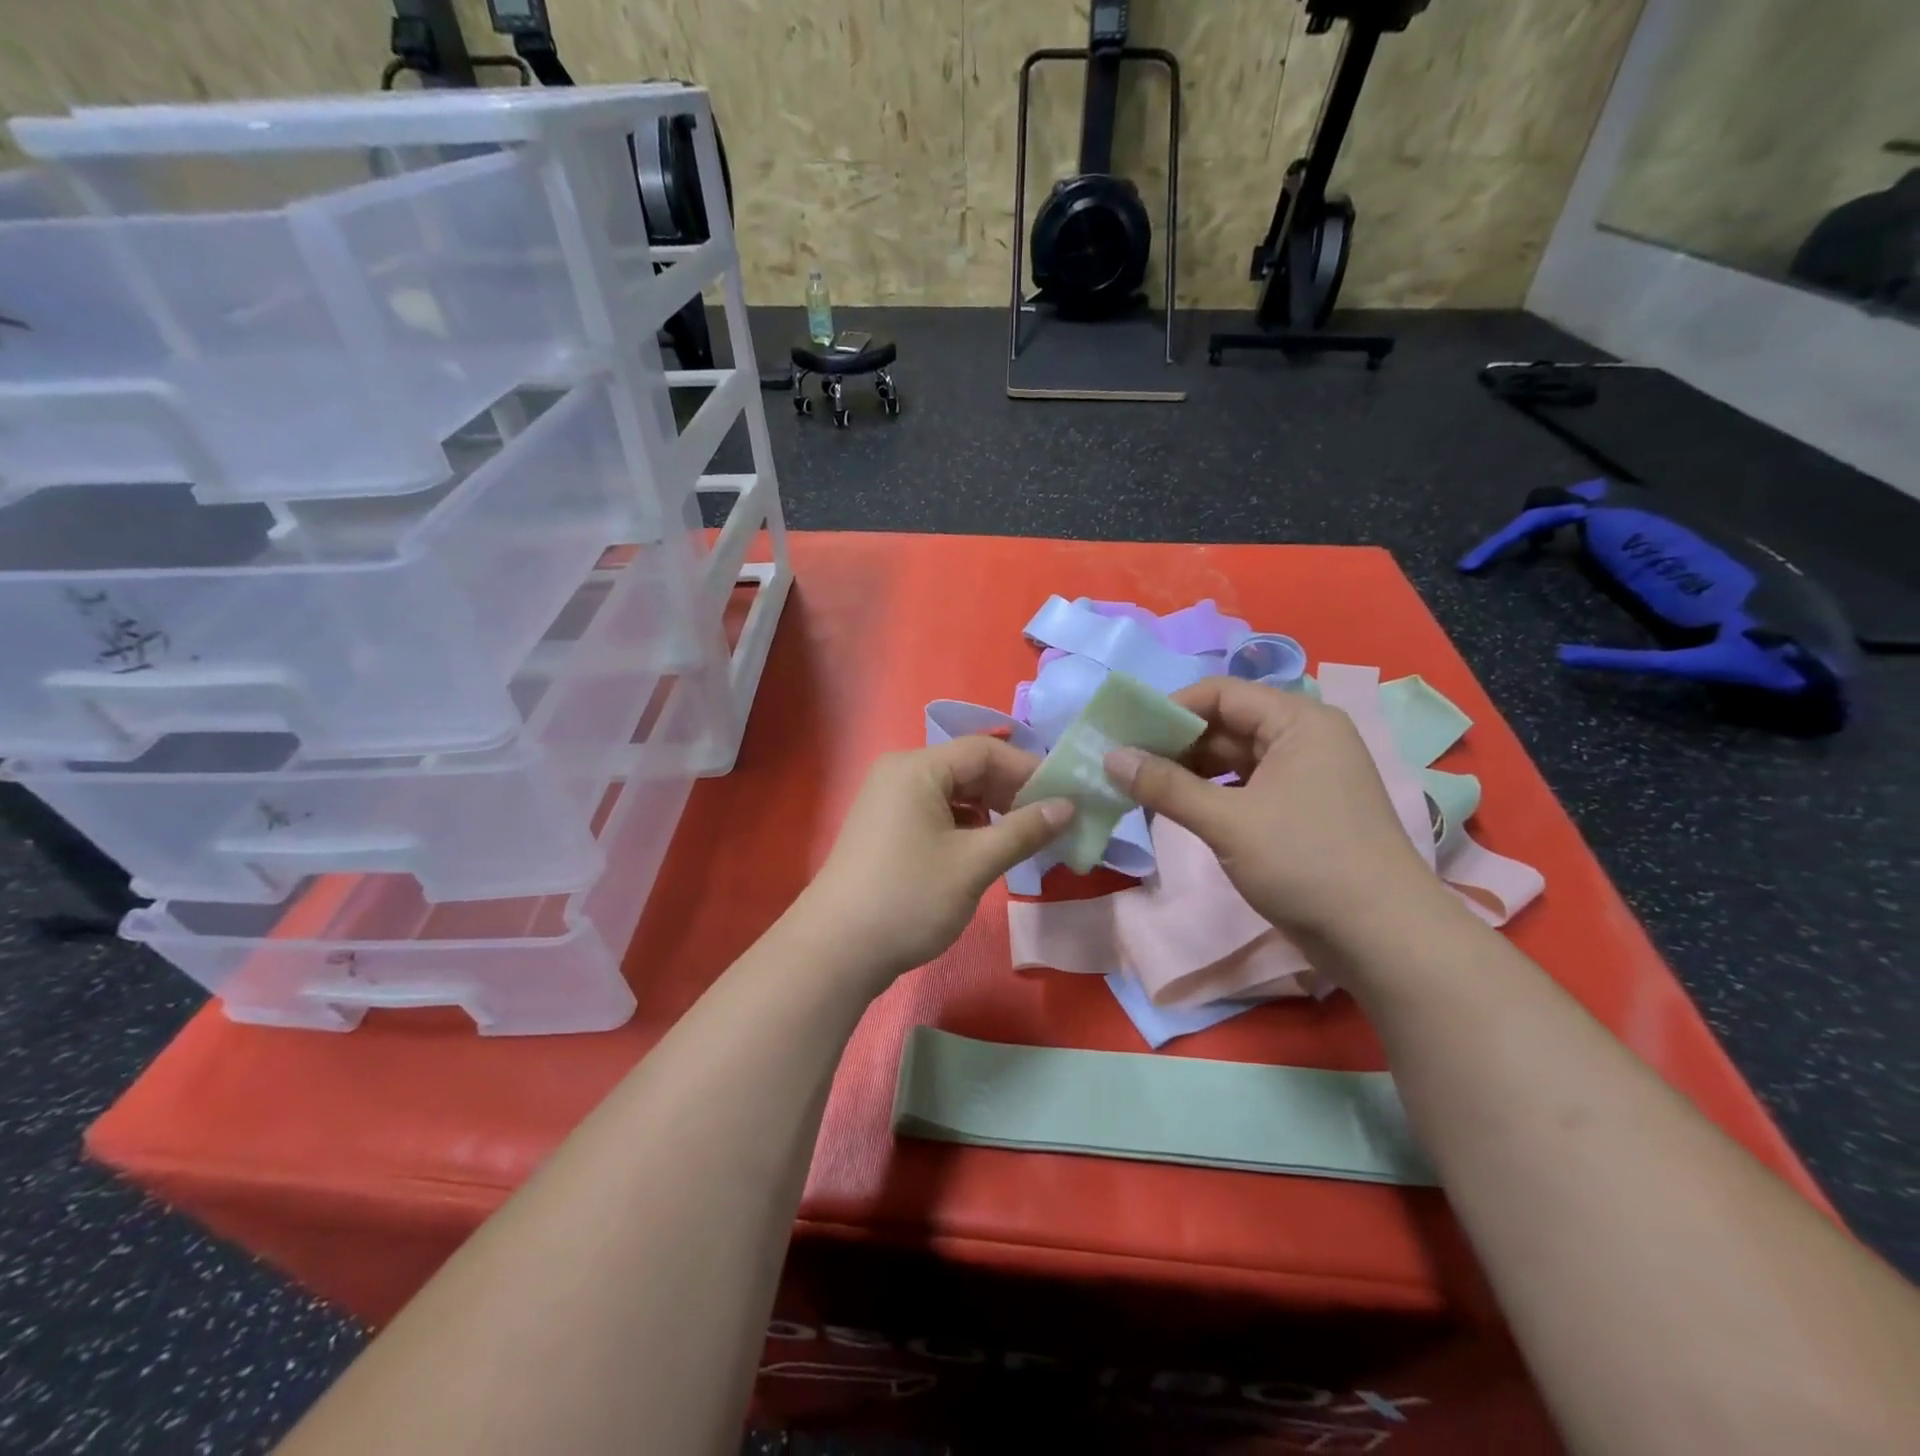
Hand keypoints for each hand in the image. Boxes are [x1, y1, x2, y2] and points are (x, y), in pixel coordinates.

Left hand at [797, 737, 1074, 989]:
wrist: (836, 951)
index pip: (985, 751)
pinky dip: (966, 826)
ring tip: (1024, 839)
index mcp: (917, 767)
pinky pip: (936, 813)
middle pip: (968, 768)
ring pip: (953, 793)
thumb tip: (1068, 806)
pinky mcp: (886, 829)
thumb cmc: (909, 898)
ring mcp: (888, 801)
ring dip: (991, 812)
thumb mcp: (974, 863)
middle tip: (1050, 822)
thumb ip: (1024, 830)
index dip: (1028, 771)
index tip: (1065, 799)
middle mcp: (900, 773)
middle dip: (1011, 792)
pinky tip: (986, 850)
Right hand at [1105, 677, 1450, 948]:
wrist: (1384, 940)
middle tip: (1124, 765)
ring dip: (1188, 773)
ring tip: (1140, 789)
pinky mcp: (1300, 812)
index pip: (1222, 694)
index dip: (1171, 709)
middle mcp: (1305, 739)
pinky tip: (1177, 810)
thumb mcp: (1228, 821)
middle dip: (1175, 744)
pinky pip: (1245, 789)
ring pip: (1233, 761)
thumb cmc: (1307, 863)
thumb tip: (1110, 757)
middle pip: (1226, 725)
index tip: (1126, 734)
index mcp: (1299, 722)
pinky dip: (1210, 796)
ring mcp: (1305, 777)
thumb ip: (1165, 786)